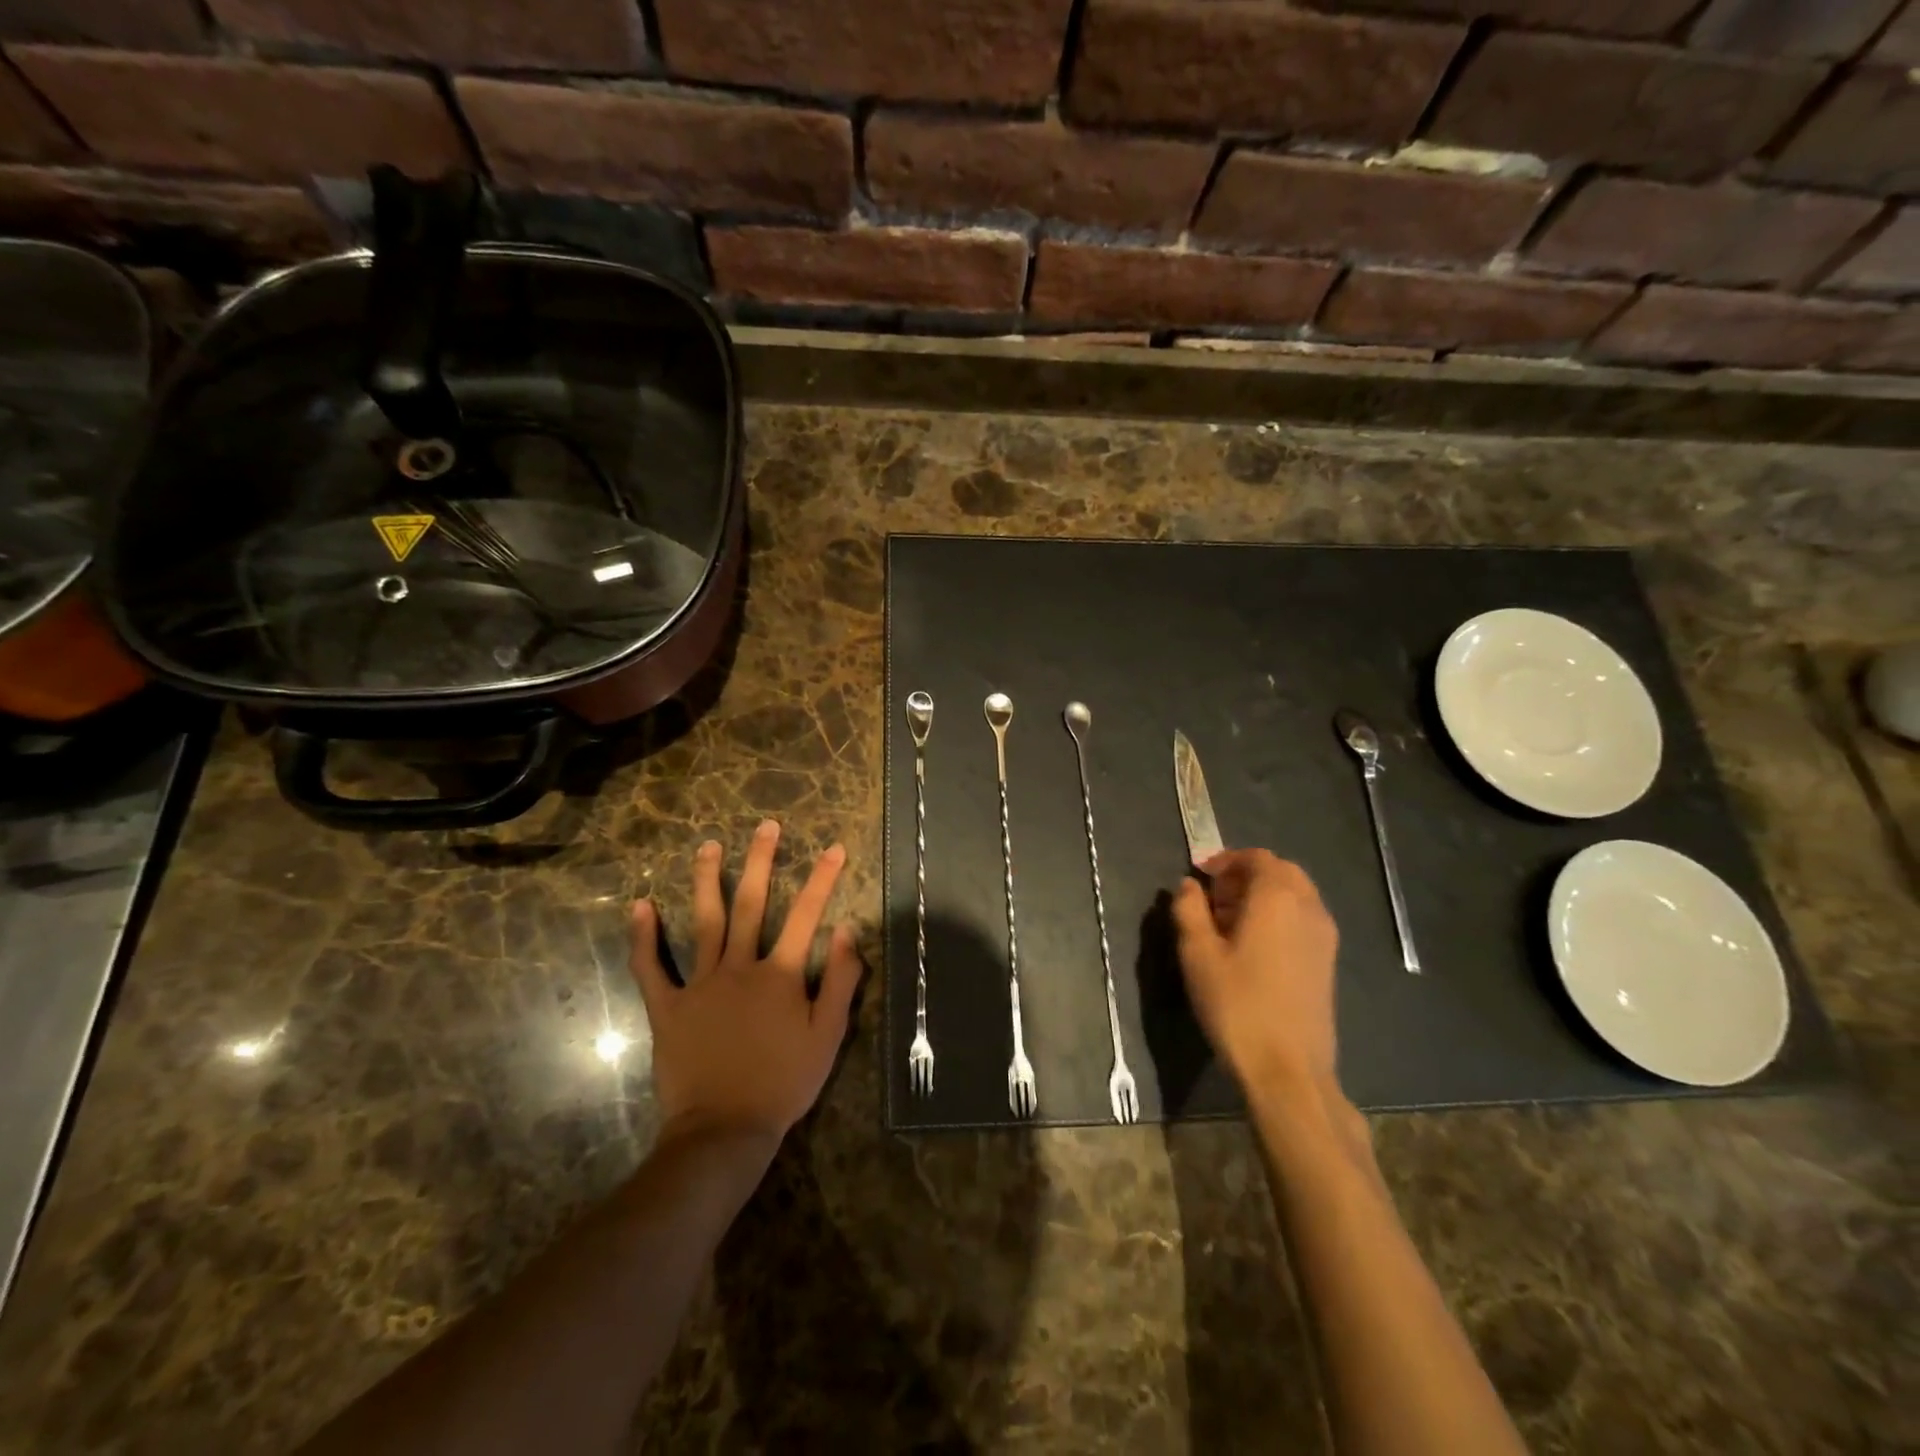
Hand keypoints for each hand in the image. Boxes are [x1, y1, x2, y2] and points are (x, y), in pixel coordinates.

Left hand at [629, 820, 862, 1146]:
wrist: (724, 1130)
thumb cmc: (783, 1083)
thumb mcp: (828, 1036)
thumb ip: (841, 981)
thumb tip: (848, 930)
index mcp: (780, 975)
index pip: (806, 916)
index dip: (823, 879)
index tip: (834, 848)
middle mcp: (740, 968)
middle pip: (751, 904)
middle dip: (761, 861)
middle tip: (766, 826)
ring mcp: (700, 985)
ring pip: (704, 922)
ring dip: (707, 881)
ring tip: (708, 846)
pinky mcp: (668, 1007)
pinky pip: (651, 968)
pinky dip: (643, 937)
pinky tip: (640, 906)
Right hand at [1171, 849, 1339, 1093]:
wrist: (1288, 1070)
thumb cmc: (1237, 1006)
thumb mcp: (1197, 955)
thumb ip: (1189, 910)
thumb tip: (1188, 886)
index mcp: (1277, 898)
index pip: (1257, 858)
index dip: (1226, 860)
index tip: (1200, 877)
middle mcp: (1308, 908)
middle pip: (1281, 871)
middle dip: (1246, 875)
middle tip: (1214, 898)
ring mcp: (1324, 936)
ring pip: (1296, 895)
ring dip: (1264, 895)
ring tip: (1230, 922)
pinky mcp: (1328, 962)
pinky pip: (1304, 918)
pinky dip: (1280, 916)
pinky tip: (1254, 947)